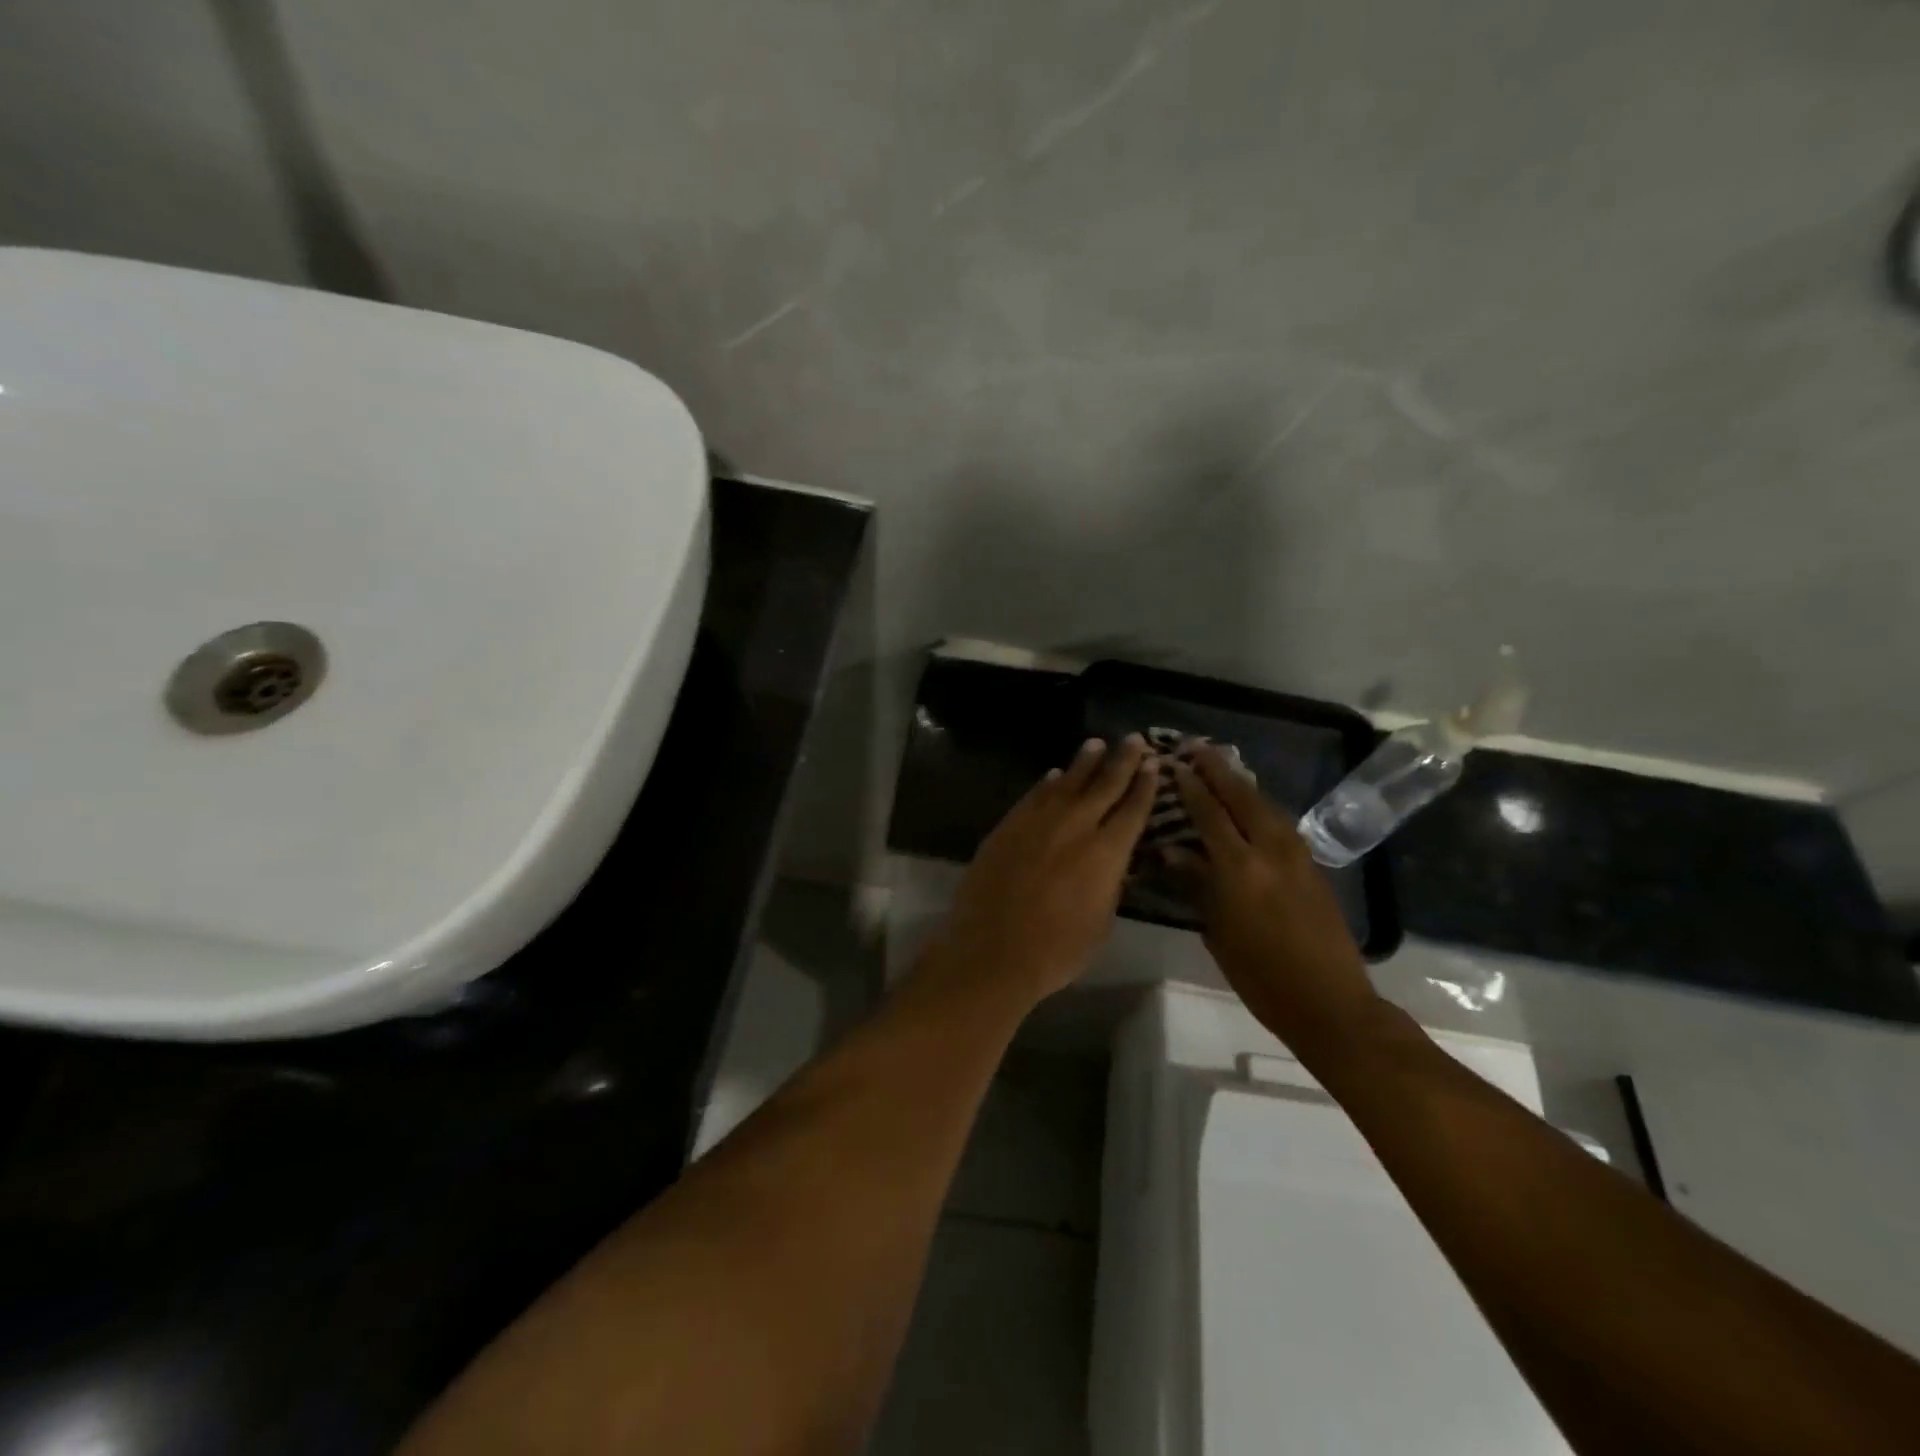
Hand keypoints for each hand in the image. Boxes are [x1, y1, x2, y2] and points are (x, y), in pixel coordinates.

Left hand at [919, 735, 1158, 1008]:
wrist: (992, 951)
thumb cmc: (1056, 951)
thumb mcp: (1101, 924)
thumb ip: (1110, 886)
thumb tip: (1112, 864)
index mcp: (1107, 852)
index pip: (1133, 809)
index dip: (1145, 785)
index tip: (1154, 764)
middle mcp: (1076, 826)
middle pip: (1104, 785)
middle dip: (1122, 760)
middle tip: (1134, 739)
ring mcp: (1038, 822)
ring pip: (1067, 782)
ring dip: (1084, 762)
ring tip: (1096, 744)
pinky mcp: (1008, 826)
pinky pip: (1034, 796)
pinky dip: (1048, 783)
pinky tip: (1054, 775)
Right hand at [1169, 745, 1381, 1053]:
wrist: (1330, 1002)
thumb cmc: (1260, 976)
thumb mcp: (1218, 932)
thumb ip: (1197, 884)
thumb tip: (1171, 851)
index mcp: (1240, 869)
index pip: (1210, 815)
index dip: (1191, 787)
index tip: (1175, 764)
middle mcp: (1270, 852)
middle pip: (1242, 798)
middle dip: (1218, 770)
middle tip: (1196, 748)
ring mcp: (1297, 857)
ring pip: (1266, 806)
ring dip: (1242, 783)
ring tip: (1223, 767)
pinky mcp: (1312, 867)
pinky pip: (1281, 823)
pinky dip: (1261, 806)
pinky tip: (1252, 804)